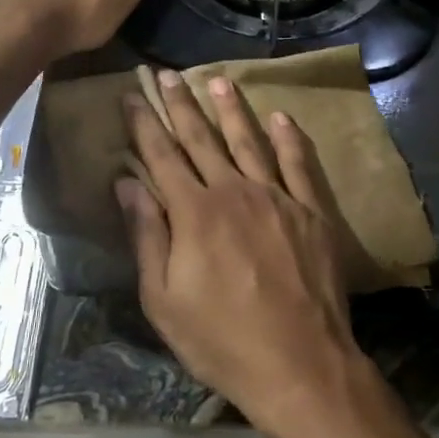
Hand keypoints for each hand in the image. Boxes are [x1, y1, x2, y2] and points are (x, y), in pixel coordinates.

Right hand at [117, 70, 367, 429]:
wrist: (299, 364)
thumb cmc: (221, 339)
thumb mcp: (164, 299)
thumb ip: (147, 235)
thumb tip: (127, 183)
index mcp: (194, 212)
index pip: (162, 155)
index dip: (145, 123)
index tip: (133, 94)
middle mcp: (234, 191)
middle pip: (202, 138)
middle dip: (181, 104)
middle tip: (167, 73)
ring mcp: (277, 197)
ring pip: (249, 141)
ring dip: (231, 109)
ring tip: (217, 80)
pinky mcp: (311, 211)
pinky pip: (298, 164)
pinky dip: (288, 138)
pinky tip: (279, 117)